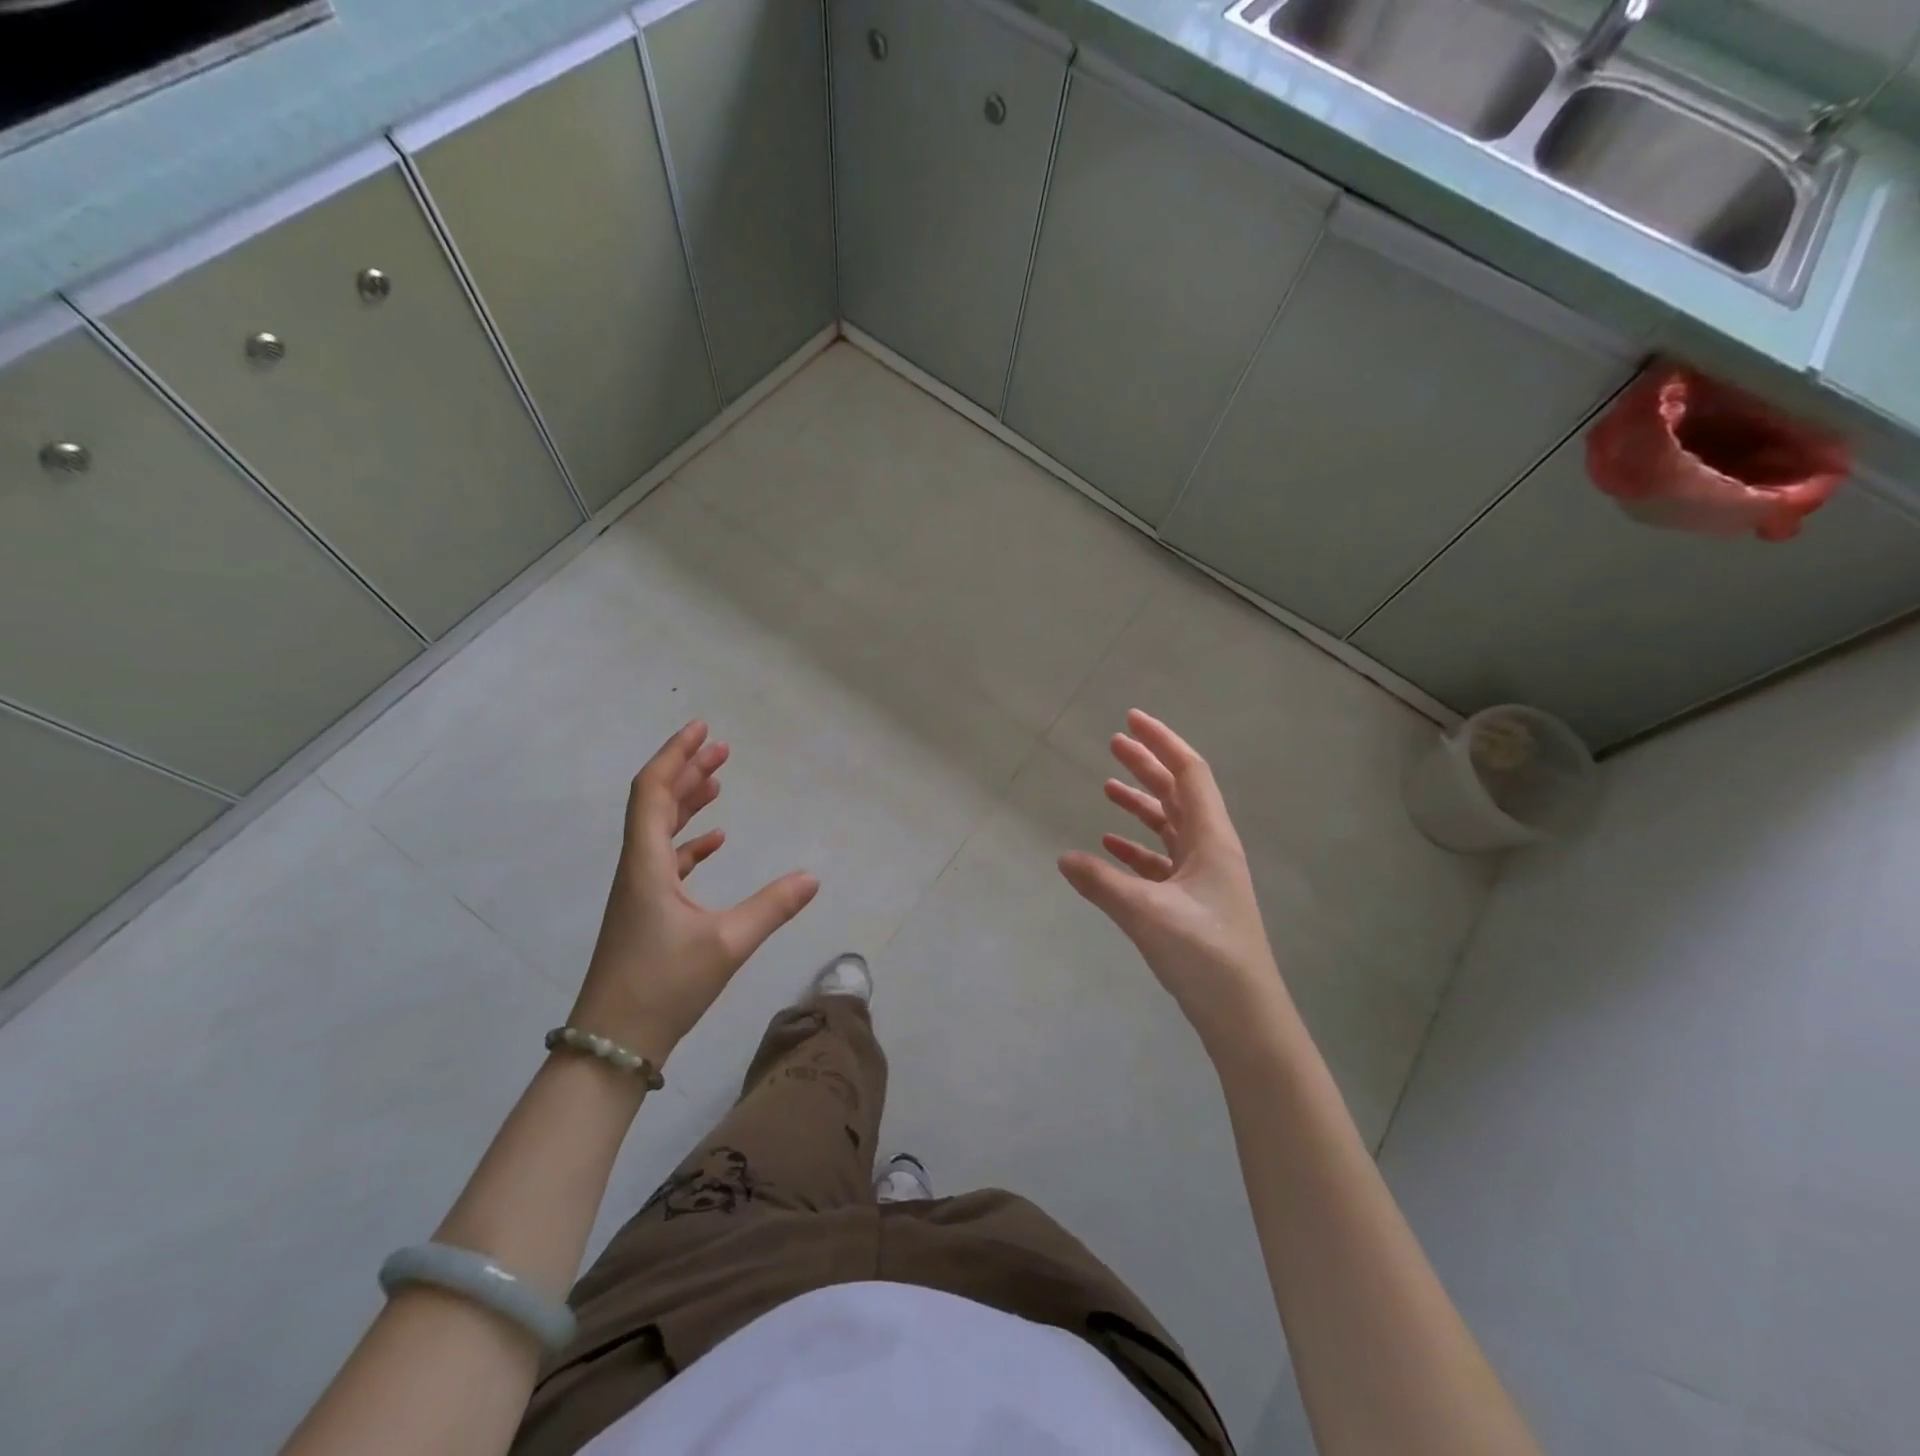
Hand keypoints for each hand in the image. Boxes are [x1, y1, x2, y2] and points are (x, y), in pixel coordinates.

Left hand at [570, 721, 818, 1066]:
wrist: (612, 1045)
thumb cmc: (663, 986)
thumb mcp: (727, 944)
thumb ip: (772, 907)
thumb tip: (814, 877)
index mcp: (647, 864)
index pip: (653, 791)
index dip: (675, 755)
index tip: (702, 728)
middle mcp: (637, 869)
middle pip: (656, 803)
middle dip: (688, 770)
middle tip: (721, 747)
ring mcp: (638, 891)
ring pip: (660, 830)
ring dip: (688, 802)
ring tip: (720, 780)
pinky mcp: (645, 912)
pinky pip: (666, 860)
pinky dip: (690, 842)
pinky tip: (715, 842)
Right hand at [1058, 710, 1285, 1051]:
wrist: (1245, 1016)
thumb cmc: (1205, 955)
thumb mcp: (1146, 914)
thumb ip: (1102, 883)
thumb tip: (1064, 858)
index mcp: (1211, 839)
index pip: (1188, 773)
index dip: (1161, 742)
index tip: (1131, 719)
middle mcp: (1211, 849)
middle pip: (1178, 793)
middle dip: (1147, 765)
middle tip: (1113, 743)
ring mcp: (1204, 877)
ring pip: (1169, 826)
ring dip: (1141, 805)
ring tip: (1107, 788)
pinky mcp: (1193, 902)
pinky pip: (1161, 861)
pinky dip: (1137, 848)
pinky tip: (1110, 848)